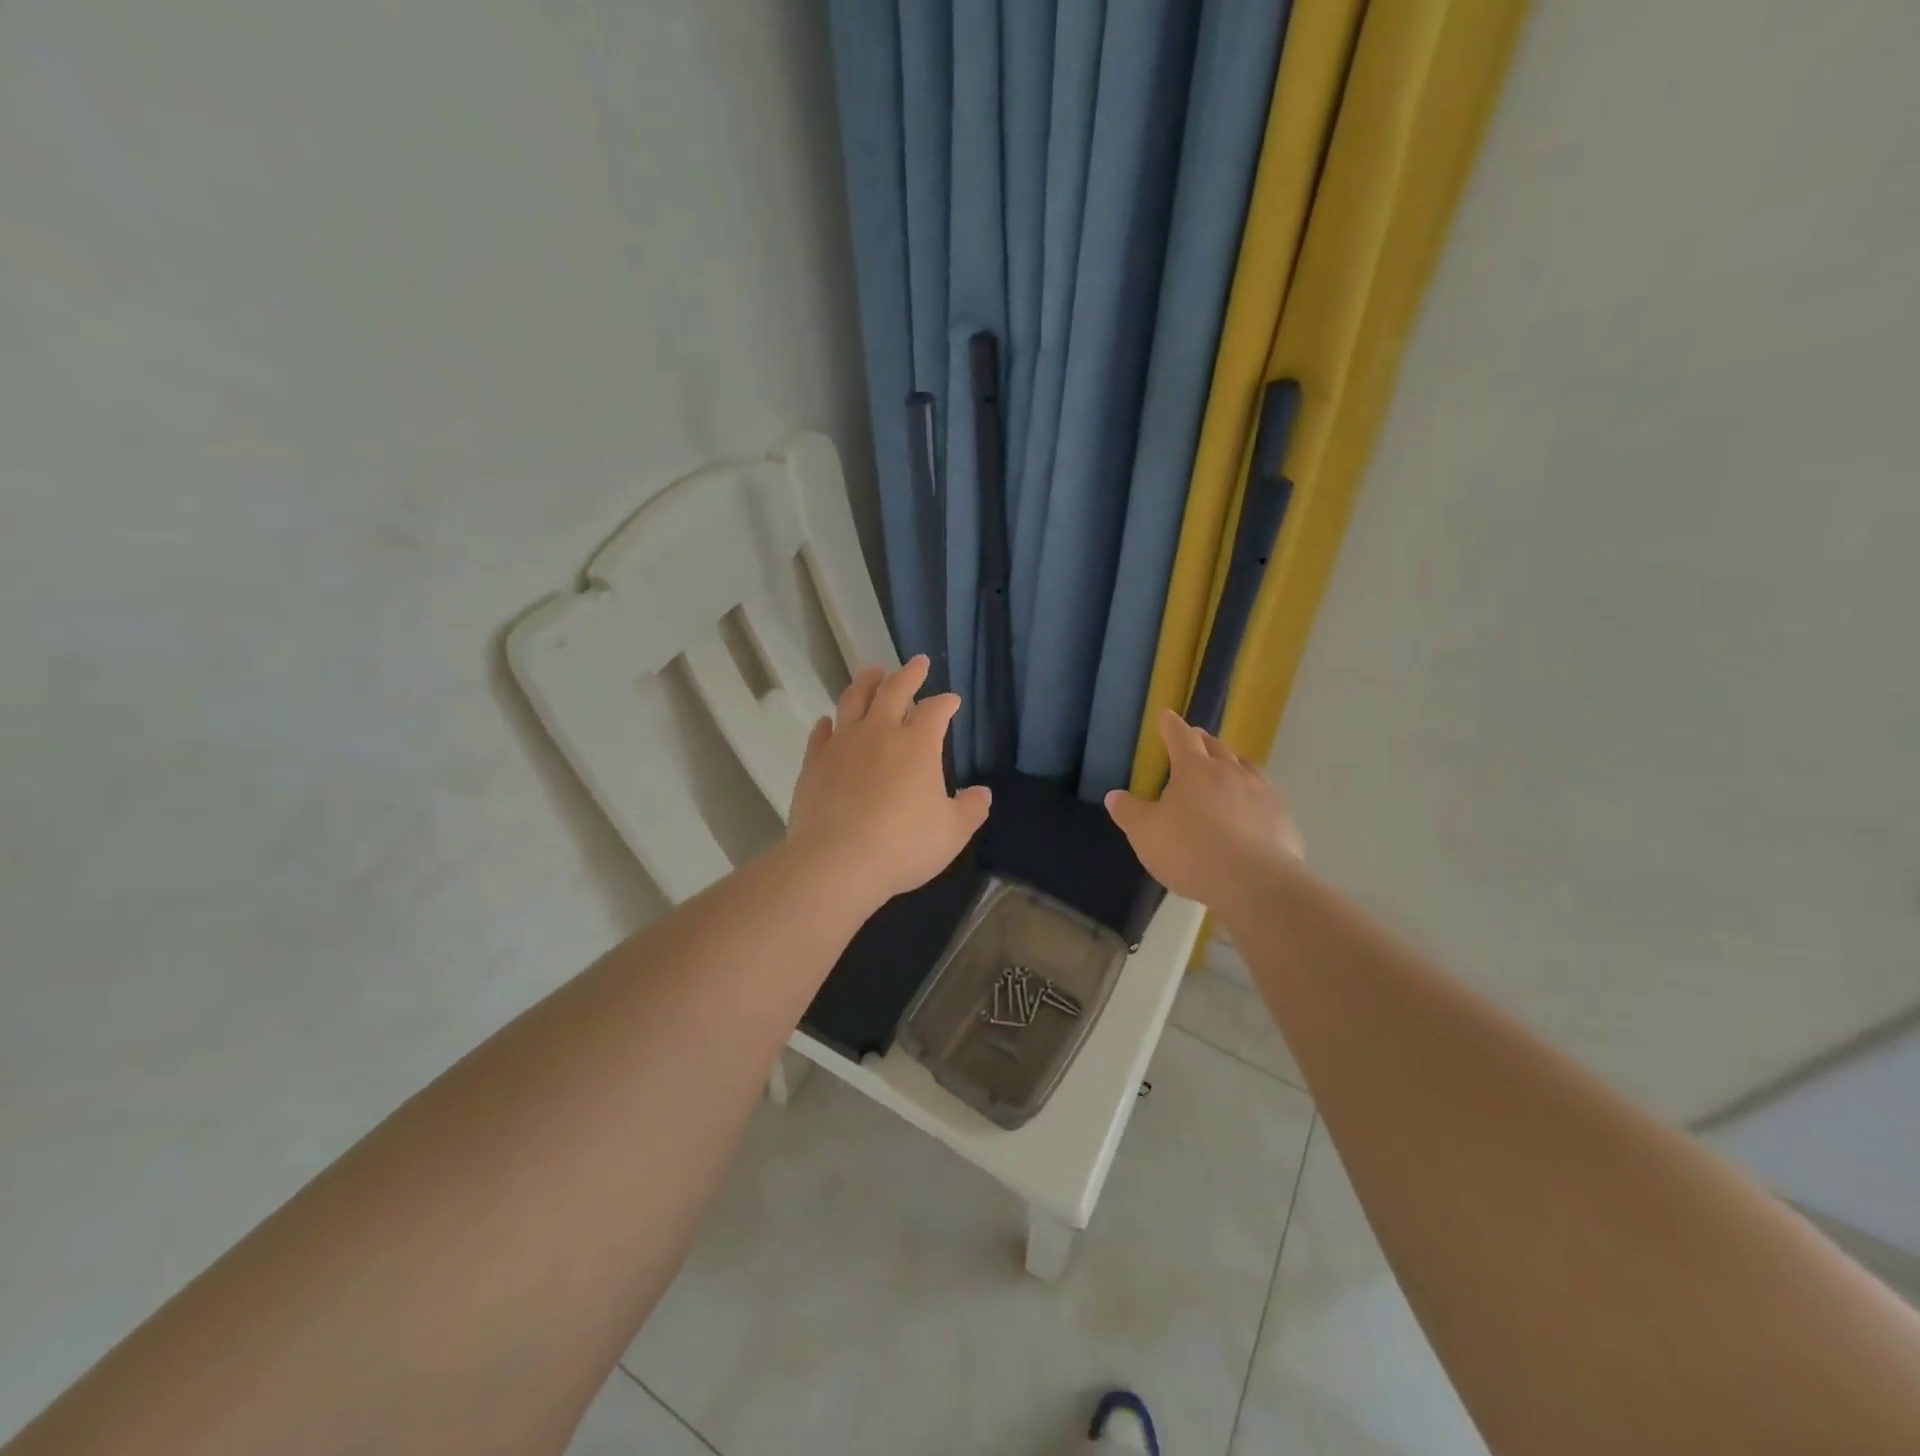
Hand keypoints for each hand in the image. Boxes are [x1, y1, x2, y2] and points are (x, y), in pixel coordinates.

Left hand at [786, 656, 991, 905]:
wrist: (836, 862)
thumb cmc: (903, 846)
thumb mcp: (952, 832)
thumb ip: (970, 809)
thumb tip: (981, 793)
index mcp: (917, 744)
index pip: (935, 711)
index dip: (946, 703)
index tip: (952, 700)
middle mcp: (879, 733)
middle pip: (894, 690)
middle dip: (909, 674)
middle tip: (918, 662)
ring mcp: (842, 744)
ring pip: (854, 700)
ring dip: (866, 682)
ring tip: (872, 672)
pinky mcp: (814, 763)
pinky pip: (821, 734)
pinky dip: (828, 723)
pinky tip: (829, 721)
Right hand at [1104, 710, 1303, 924]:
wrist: (1255, 884)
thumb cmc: (1191, 852)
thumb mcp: (1146, 834)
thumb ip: (1129, 812)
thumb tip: (1115, 795)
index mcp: (1194, 769)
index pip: (1180, 736)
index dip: (1171, 726)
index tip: (1167, 716)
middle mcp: (1230, 771)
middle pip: (1215, 746)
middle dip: (1201, 741)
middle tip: (1194, 741)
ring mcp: (1261, 792)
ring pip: (1245, 766)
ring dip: (1232, 763)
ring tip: (1226, 768)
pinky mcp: (1282, 816)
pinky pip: (1265, 795)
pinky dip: (1254, 794)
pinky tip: (1251, 809)